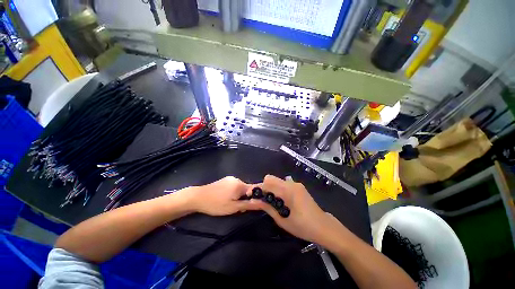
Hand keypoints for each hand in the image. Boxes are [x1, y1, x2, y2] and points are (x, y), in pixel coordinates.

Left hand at [188, 176, 253, 215]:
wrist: (197, 197)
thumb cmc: (216, 204)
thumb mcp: (233, 207)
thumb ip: (249, 204)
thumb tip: (263, 203)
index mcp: (240, 184)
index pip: (255, 189)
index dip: (256, 197)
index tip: (253, 205)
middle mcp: (237, 179)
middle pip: (247, 189)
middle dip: (246, 198)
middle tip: (238, 208)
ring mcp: (230, 178)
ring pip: (240, 188)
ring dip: (240, 196)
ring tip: (230, 204)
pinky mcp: (225, 180)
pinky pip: (234, 186)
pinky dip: (234, 192)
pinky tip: (226, 198)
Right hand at [246, 175, 343, 244]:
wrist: (323, 227)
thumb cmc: (302, 226)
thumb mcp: (282, 219)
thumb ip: (267, 207)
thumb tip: (253, 201)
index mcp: (287, 190)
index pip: (267, 183)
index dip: (257, 188)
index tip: (249, 194)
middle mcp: (291, 183)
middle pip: (271, 178)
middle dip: (263, 187)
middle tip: (260, 199)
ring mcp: (295, 184)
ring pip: (277, 180)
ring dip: (270, 188)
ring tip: (268, 200)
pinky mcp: (298, 187)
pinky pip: (283, 184)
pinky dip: (277, 189)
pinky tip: (279, 200)